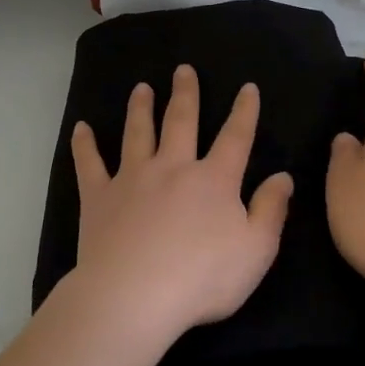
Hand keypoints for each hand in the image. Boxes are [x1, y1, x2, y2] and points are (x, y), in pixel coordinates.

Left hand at [68, 65, 294, 342]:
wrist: (134, 295)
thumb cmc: (202, 277)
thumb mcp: (256, 250)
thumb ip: (271, 210)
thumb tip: (283, 177)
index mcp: (213, 180)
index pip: (235, 137)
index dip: (244, 111)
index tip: (247, 88)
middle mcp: (173, 168)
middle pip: (181, 122)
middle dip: (185, 94)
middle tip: (183, 70)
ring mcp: (132, 179)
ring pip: (137, 133)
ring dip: (140, 108)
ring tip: (141, 88)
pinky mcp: (99, 197)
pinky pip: (89, 164)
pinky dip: (85, 145)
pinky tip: (81, 128)